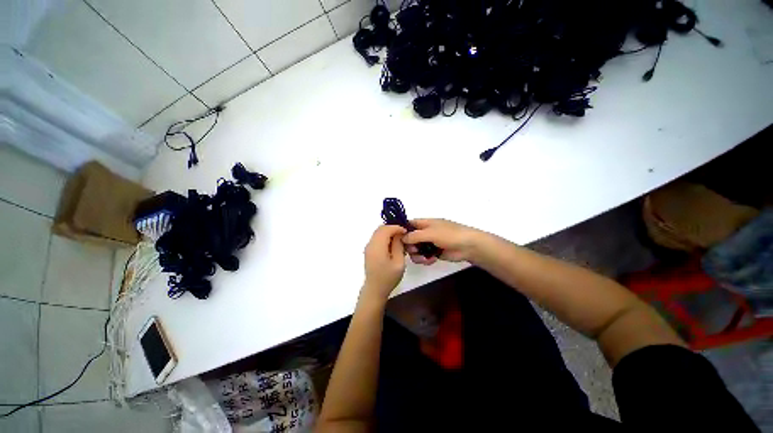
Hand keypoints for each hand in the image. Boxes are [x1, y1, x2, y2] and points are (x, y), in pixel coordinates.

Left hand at [362, 225, 406, 301]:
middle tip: (403, 234)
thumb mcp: (398, 262)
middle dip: (392, 228)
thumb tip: (399, 234)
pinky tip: (392, 244)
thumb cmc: (388, 277)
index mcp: (377, 247)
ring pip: (378, 232)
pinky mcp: (369, 250)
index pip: (386, 229)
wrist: (375, 289)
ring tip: (399, 239)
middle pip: (380, 229)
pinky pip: (377, 238)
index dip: (397, 227)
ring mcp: (368, 247)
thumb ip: (398, 246)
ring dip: (389, 232)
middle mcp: (370, 244)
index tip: (406, 232)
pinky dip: (385, 237)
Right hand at [402, 219, 481, 264]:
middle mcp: (425, 232)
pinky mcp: (434, 253)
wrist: (468, 246)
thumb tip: (401, 238)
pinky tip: (431, 260)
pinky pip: (423, 256)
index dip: (401, 230)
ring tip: (423, 258)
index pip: (408, 224)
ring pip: (415, 249)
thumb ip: (414, 235)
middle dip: (410, 246)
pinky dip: (425, 259)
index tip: (395, 239)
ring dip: (417, 255)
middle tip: (413, 250)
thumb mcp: (430, 233)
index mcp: (424, 223)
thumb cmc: (449, 235)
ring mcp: (429, 243)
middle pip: (410, 239)